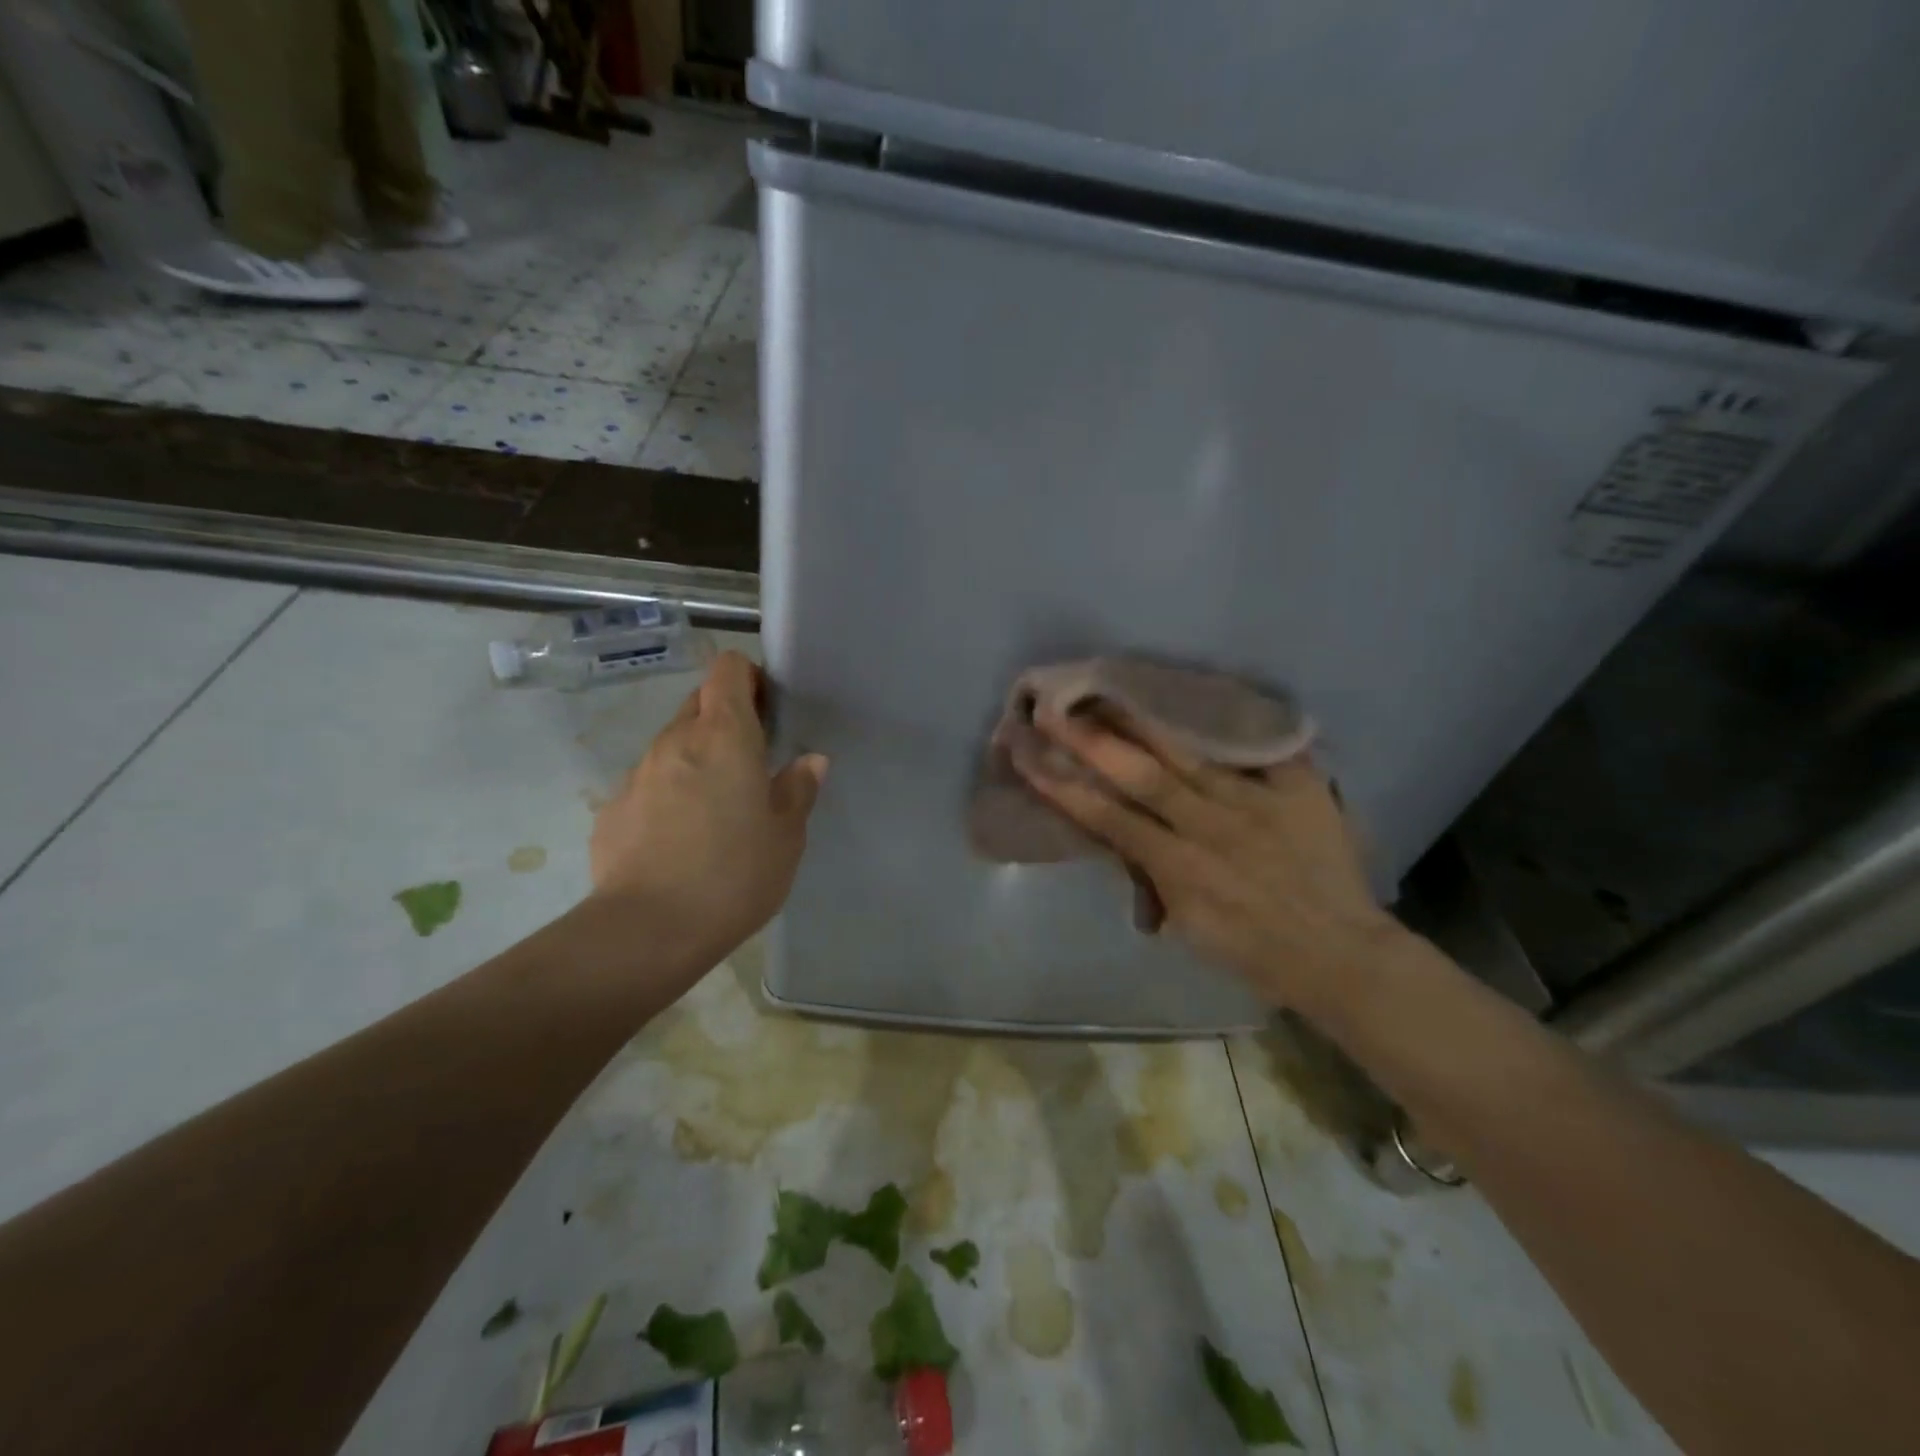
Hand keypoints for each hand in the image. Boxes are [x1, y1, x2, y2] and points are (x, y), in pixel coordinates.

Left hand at [590, 651, 826, 969]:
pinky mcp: (612, 808)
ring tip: (716, 809)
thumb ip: (798, 789)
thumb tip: (810, 761)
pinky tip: (680, 840)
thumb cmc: (734, 874)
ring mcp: (637, 773)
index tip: (767, 712)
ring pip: (672, 746)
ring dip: (696, 759)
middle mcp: (675, 741)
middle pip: (699, 703)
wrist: (648, 930)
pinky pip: (649, 784)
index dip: (749, 678)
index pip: (728, 669)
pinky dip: (668, 795)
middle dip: (725, 719)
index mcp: (723, 736)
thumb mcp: (786, 836)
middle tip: (750, 764)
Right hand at [1010, 705, 1404, 1016]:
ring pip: (1191, 750)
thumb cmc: (1253, 949)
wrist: (1340, 953)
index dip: (1062, 784)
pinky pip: (1262, 743)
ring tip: (1109, 686)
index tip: (1027, 754)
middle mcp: (1212, 826)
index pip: (1108, 816)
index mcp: (1180, 867)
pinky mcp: (1301, 787)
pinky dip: (1230, 718)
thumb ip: (1152, 875)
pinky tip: (1198, 691)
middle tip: (1053, 707)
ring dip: (1144, 718)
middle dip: (1092, 740)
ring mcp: (1258, 802)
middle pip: (1142, 774)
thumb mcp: (1188, 925)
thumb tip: (1121, 836)